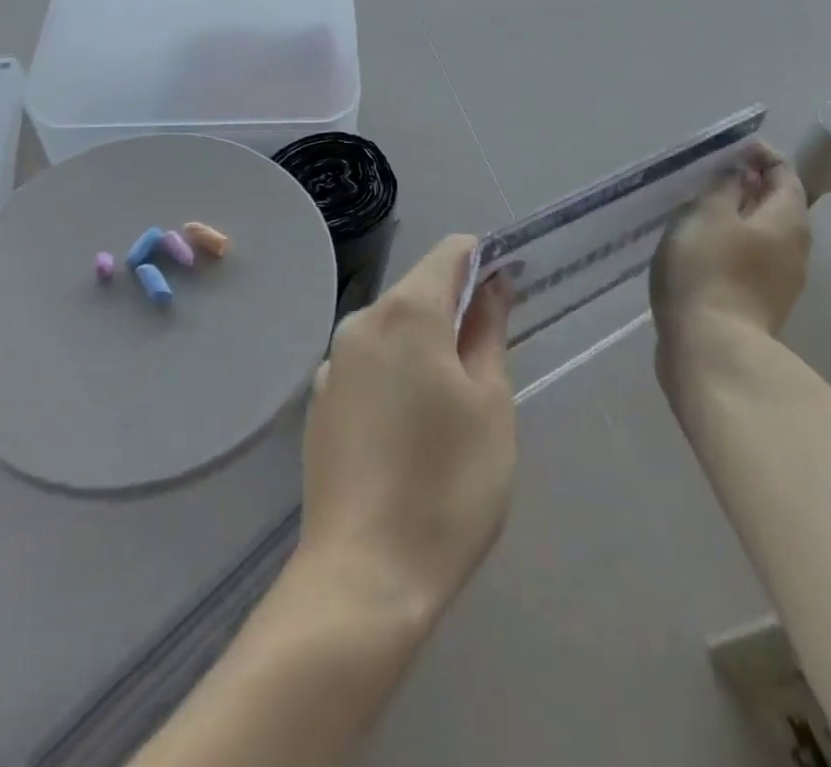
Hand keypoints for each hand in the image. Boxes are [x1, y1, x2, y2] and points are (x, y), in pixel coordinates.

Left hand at [297, 236, 515, 631]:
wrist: (362, 578)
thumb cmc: (447, 484)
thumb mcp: (490, 403)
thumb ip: (489, 330)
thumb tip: (494, 284)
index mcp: (407, 311)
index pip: (451, 251)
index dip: (485, 262)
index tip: (510, 295)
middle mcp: (362, 322)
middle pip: (420, 289)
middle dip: (457, 308)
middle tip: (489, 363)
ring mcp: (333, 363)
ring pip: (394, 329)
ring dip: (427, 344)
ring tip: (452, 405)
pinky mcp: (320, 402)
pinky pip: (369, 364)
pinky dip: (396, 373)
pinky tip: (409, 430)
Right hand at [650, 143, 810, 386]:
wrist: (710, 349)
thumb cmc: (708, 270)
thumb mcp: (708, 213)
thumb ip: (725, 185)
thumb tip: (742, 173)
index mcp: (788, 219)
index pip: (785, 173)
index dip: (761, 154)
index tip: (732, 147)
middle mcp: (795, 248)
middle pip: (778, 205)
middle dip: (750, 186)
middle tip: (713, 175)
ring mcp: (781, 281)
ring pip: (763, 234)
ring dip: (738, 216)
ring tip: (702, 208)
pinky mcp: (759, 304)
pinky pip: (750, 259)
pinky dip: (731, 244)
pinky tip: (701, 247)